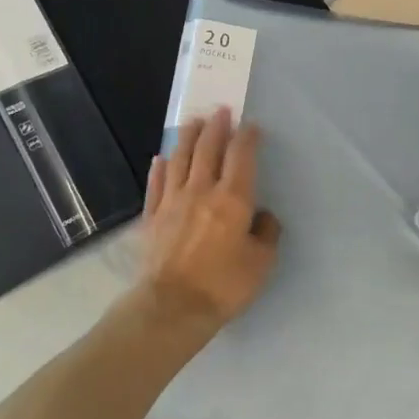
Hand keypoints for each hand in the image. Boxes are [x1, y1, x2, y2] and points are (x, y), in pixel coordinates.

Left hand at [138, 108, 281, 329]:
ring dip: (187, 137)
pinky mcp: (152, 216)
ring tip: (192, 122)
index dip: (247, 137)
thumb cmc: (224, 285)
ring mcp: (173, 201)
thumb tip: (263, 217)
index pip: (241, 156)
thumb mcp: (261, 263)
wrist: (172, 306)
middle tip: (220, 111)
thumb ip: (266, 234)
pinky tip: (161, 157)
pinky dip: (160, 167)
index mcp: (233, 198)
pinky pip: (156, 183)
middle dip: (216, 127)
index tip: (252, 126)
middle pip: (208, 149)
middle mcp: (202, 190)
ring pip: (180, 158)